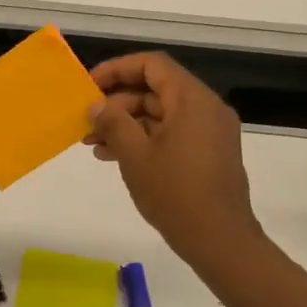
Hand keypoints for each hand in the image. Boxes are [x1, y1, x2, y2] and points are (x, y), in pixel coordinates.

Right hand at [87, 53, 262, 264]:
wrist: (220, 241)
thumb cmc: (175, 193)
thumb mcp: (135, 155)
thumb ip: (113, 122)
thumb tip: (96, 104)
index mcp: (192, 100)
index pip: (152, 65)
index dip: (117, 69)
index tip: (90, 86)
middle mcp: (205, 108)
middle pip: (155, 89)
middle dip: (117, 103)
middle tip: (86, 122)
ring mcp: (209, 132)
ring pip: (160, 113)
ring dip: (126, 124)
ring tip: (93, 144)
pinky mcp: (207, 153)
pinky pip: (171, 133)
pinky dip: (144, 138)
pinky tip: (114, 156)